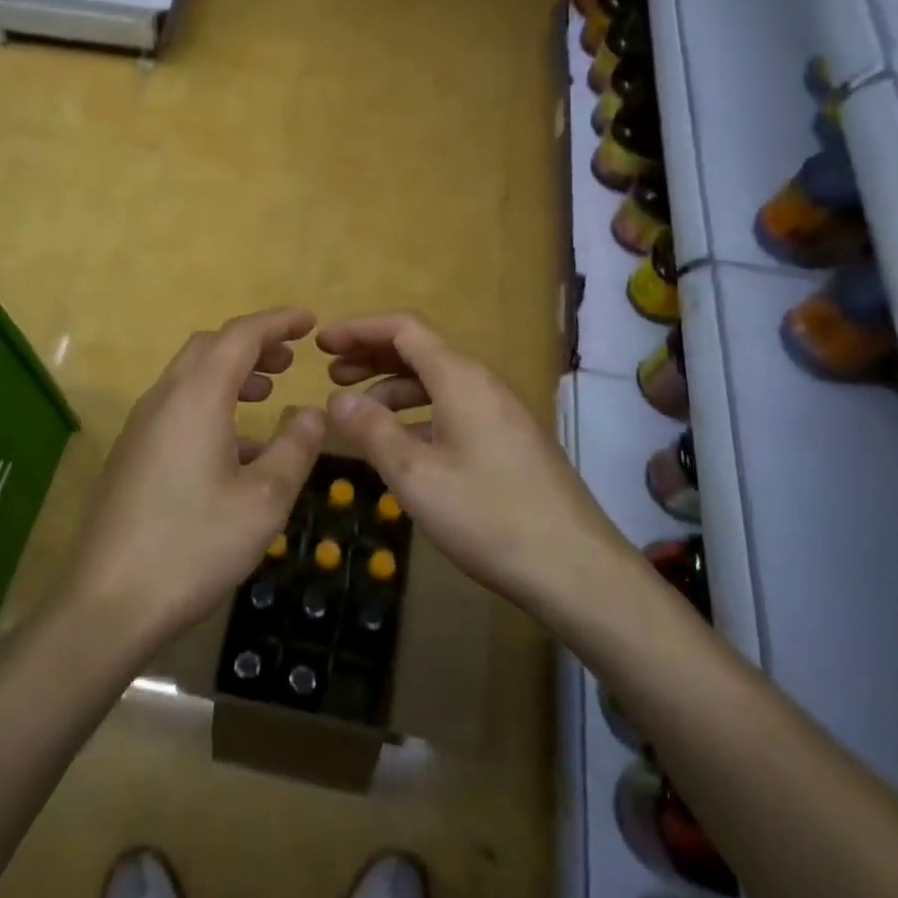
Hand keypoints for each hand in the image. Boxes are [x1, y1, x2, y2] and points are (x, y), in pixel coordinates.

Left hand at [63, 309, 327, 650]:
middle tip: (290, 359)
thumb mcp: (264, 500)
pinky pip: (177, 407)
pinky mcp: (131, 453)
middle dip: (252, 344)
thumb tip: (312, 412)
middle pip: (210, 347)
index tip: (309, 320)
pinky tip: (235, 447)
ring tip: (267, 393)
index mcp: (196, 397)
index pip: (240, 335)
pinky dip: (210, 403)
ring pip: (190, 377)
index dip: (277, 322)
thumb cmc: (194, 545)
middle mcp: (164, 399)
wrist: (107, 603)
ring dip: (230, 373)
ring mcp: (141, 426)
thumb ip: (294, 448)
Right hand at [319, 312, 636, 613]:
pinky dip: (418, 414)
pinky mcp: (509, 441)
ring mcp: (500, 413)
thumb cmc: (488, 515)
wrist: (577, 568)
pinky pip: (453, 408)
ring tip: (358, 412)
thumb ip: (372, 431)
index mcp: (460, 378)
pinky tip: (402, 445)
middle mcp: (482, 384)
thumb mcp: (416, 476)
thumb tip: (337, 399)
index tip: (321, 343)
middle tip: (331, 374)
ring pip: (437, 382)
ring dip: (393, 388)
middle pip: (420, 351)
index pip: (403, 329)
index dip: (359, 329)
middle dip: (372, 356)